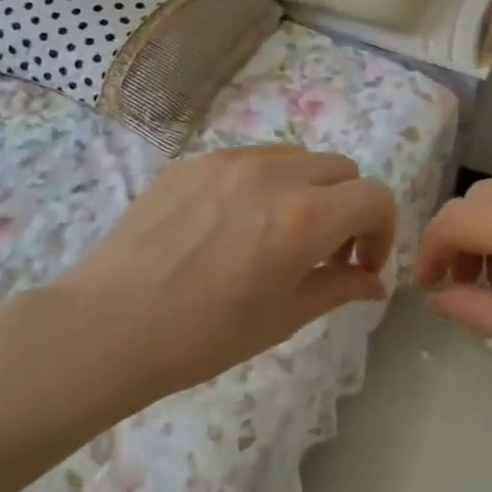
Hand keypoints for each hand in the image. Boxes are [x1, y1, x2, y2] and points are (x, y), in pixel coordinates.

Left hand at [45, 145, 397, 413]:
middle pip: (341, 169)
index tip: (363, 264)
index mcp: (303, 216)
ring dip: (308, 189)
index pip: (374, 196)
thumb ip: (339, 288)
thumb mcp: (283, 318)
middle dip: (348, 208)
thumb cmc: (203, 335)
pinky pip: (249, 159)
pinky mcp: (192, 161)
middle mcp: (272, 174)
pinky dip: (264, 183)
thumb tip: (373, 282)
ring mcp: (228, 160)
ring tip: (280, 232)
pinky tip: (233, 224)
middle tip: (325, 252)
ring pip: (296, 156)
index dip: (383, 230)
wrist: (108, 326)